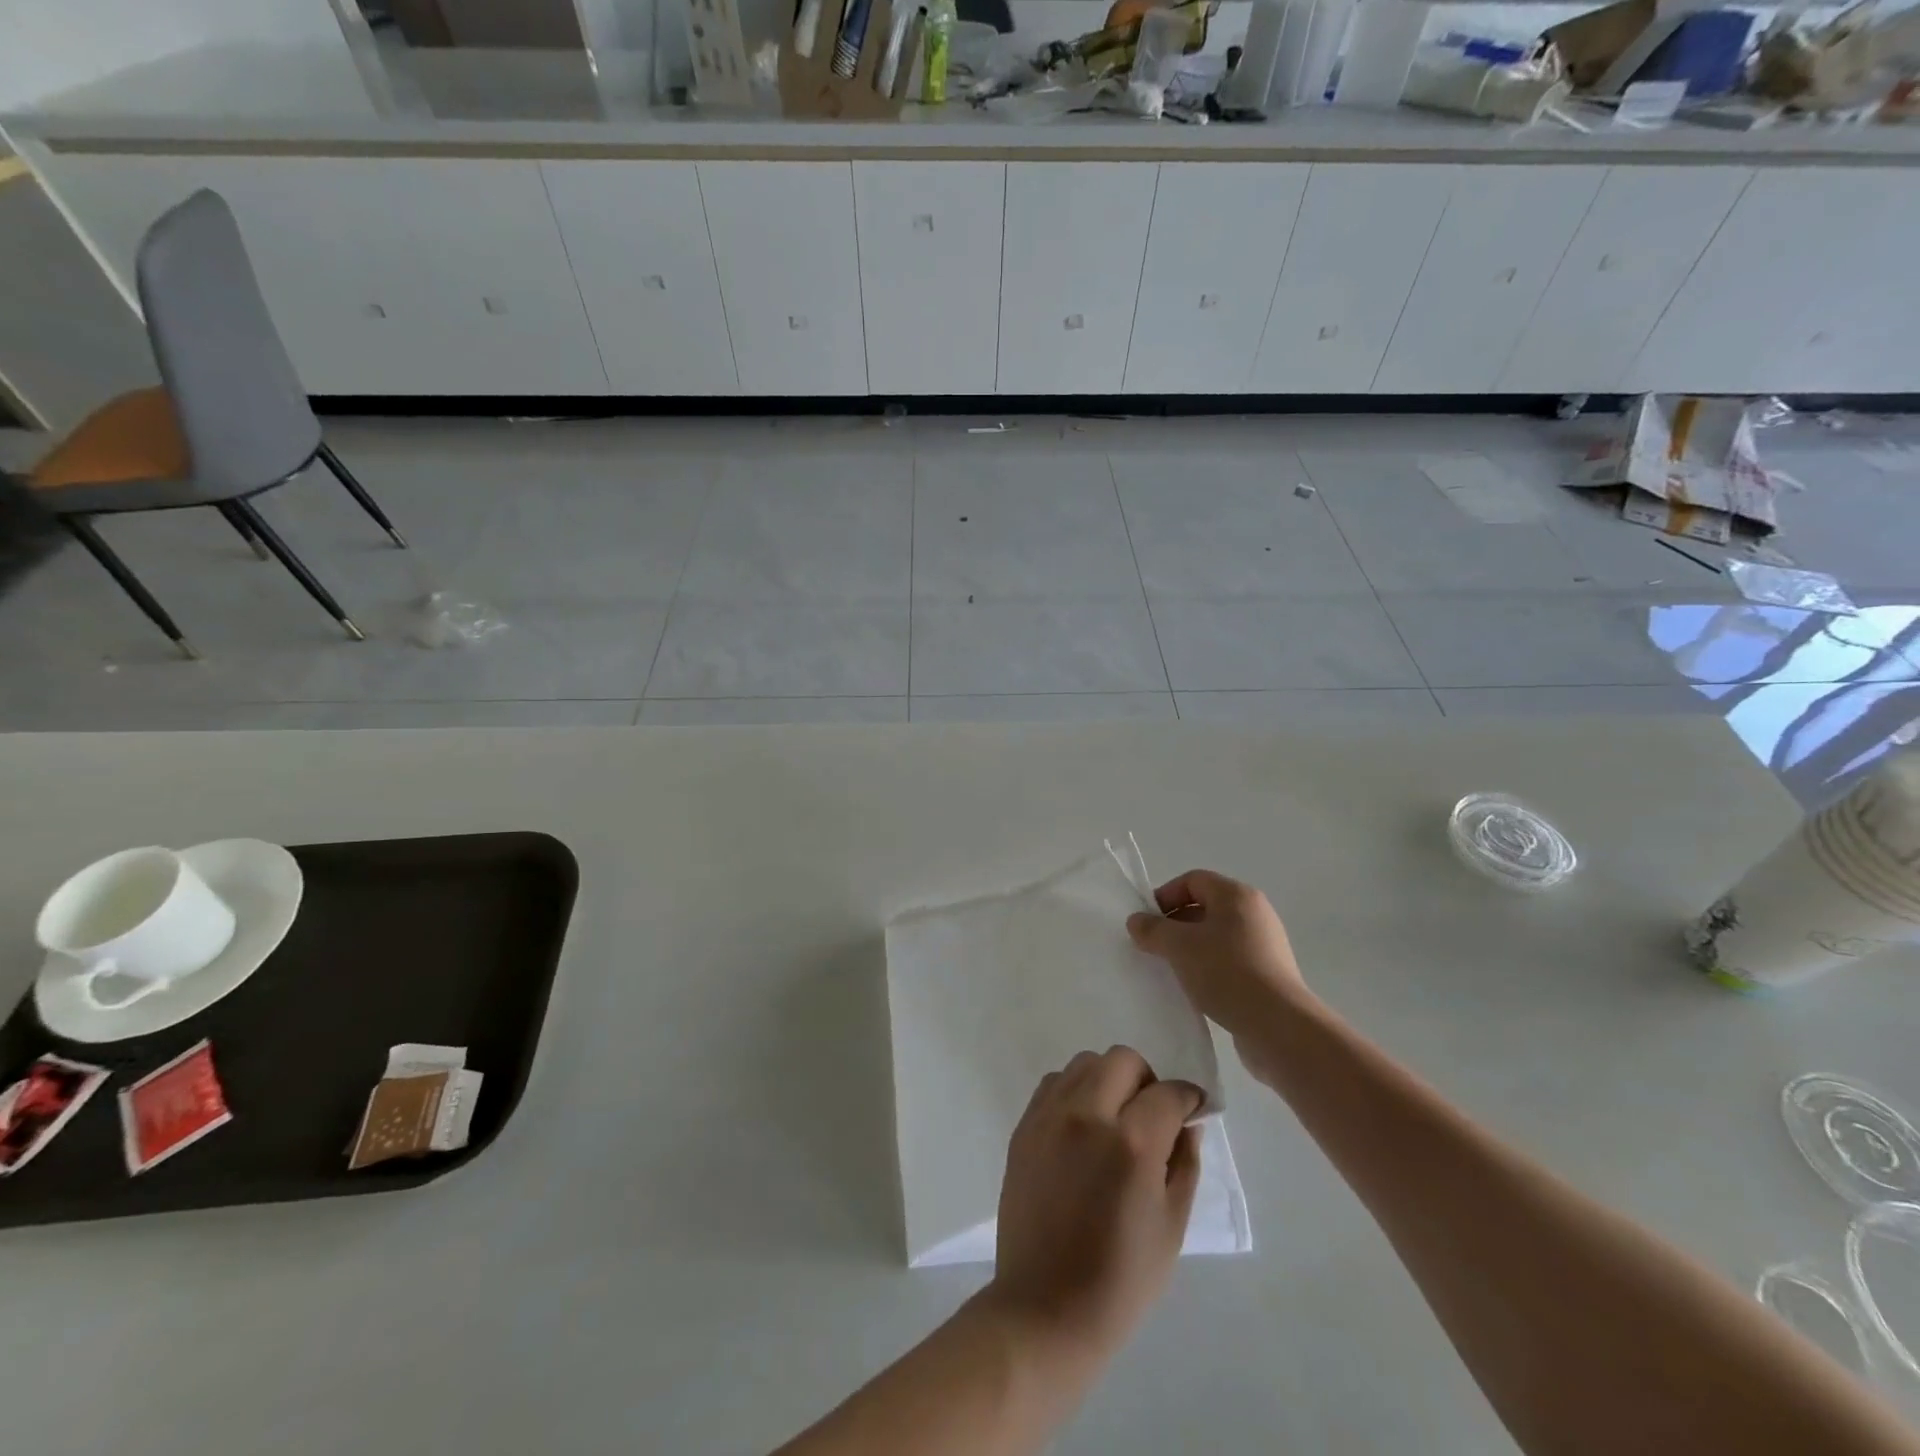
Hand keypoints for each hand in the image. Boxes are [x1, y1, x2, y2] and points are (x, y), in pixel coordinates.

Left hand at [988, 1047, 1201, 1361]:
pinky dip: (1075, 1091)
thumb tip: (1188, 1123)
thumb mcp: (1172, 1227)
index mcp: (1131, 1143)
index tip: (1193, 1111)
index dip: (1188, 1099)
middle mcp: (1087, 1114)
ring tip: (1115, 1119)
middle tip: (1153, 1115)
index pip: (1168, 1092)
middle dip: (1147, 1080)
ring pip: (1086, 1063)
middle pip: (1123, 1060)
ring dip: (1108, 1080)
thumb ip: (1184, 1164)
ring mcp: (1049, 1116)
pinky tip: (1083, 1128)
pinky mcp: (1024, 1126)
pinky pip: (1054, 1083)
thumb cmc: (1120, 1280)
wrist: (1044, 1308)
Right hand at [1125, 869, 1310, 1043]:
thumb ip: (1152, 929)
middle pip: (1205, 907)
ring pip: (1216, 936)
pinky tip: (1196, 989)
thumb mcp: (1179, 946)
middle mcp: (1255, 913)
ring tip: (1172, 970)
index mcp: (1236, 895)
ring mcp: (1265, 944)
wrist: (1278, 1025)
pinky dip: (1209, 968)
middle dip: (1175, 925)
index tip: (1147, 923)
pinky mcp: (1269, 973)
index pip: (1192, 880)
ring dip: (1190, 949)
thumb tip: (1136, 921)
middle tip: (1154, 948)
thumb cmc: (1226, 972)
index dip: (1165, 896)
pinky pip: (1229, 960)